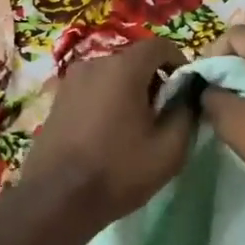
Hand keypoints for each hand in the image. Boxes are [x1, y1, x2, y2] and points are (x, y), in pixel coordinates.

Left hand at [20, 37, 195, 227]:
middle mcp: (94, 63)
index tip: (186, 90)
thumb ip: (186, 113)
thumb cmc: (118, 171)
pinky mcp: (57, 99)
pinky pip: (93, 89)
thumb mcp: (169, 149)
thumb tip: (188, 95)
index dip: (179, 62)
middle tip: (162, 114)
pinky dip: (107, 100)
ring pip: (112, 75)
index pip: (160, 45)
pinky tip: (108, 132)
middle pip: (134, 60)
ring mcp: (71, 80)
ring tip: (135, 126)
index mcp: (123, 68)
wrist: (56, 199)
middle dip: (154, 80)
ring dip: (129, 91)